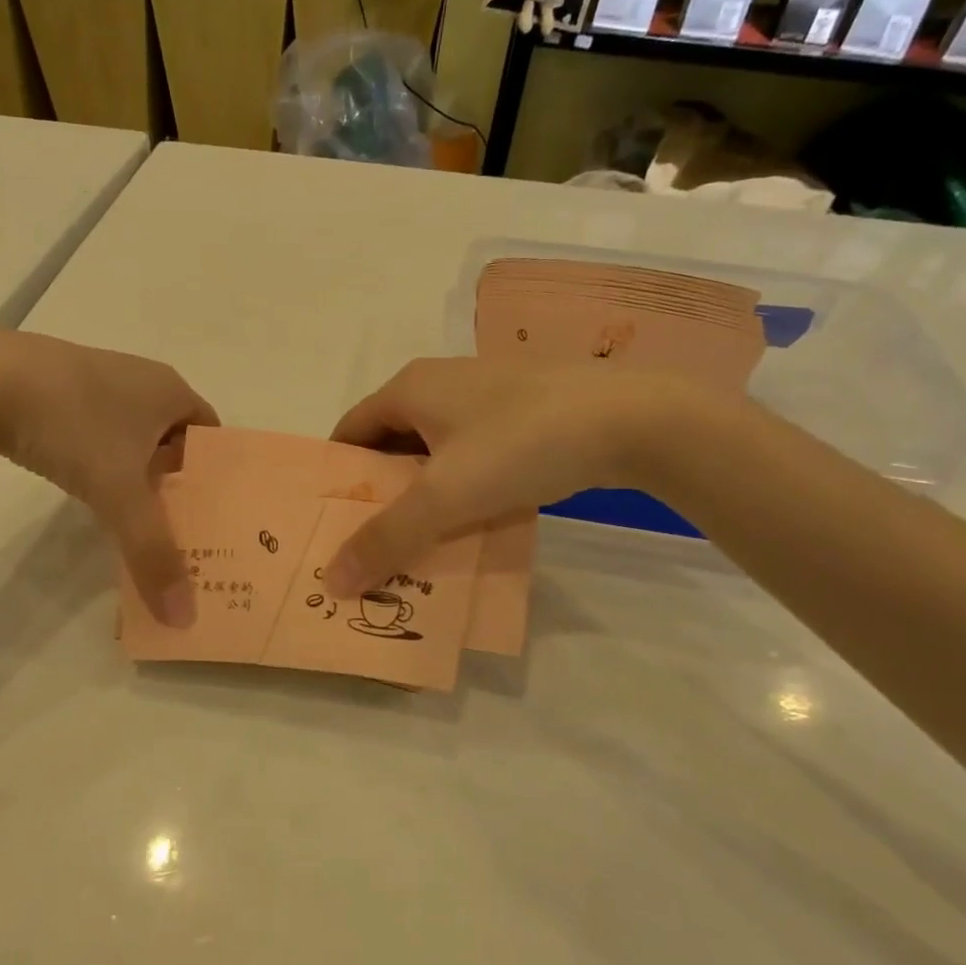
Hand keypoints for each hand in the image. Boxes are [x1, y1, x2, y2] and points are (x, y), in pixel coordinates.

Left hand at [0, 330, 217, 622]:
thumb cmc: (73, 425)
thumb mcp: (119, 492)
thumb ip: (152, 552)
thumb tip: (182, 616)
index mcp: (170, 390)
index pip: (209, 434)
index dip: (212, 475)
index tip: (208, 517)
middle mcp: (141, 378)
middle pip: (172, 437)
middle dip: (174, 481)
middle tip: (176, 528)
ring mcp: (97, 379)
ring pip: (132, 435)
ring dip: (135, 473)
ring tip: (133, 517)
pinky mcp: (57, 388)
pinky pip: (97, 430)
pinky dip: (100, 461)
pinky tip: (85, 488)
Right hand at [324, 358, 707, 593]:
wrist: (634, 418)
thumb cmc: (522, 443)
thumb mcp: (446, 496)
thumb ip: (386, 538)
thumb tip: (331, 581)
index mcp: (410, 388)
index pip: (349, 432)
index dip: (335, 477)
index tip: (331, 524)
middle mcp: (440, 382)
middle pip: (390, 443)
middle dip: (378, 493)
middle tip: (371, 544)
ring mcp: (486, 395)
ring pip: (434, 450)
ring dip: (422, 493)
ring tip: (417, 543)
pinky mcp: (523, 412)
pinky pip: (472, 453)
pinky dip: (461, 485)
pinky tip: (472, 520)